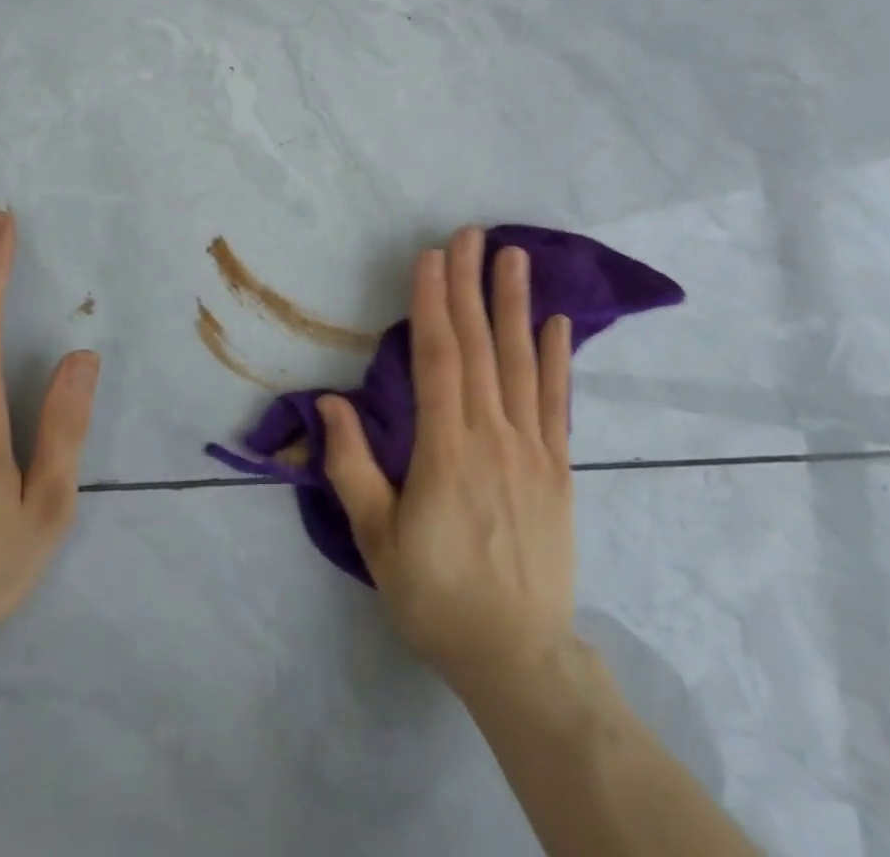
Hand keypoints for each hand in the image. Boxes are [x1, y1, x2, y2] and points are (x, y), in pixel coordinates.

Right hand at [319, 226, 575, 690]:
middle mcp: (493, 435)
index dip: (433, 303)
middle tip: (470, 234)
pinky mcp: (558, 468)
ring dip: (515, 305)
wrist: (517, 656)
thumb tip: (331, 401)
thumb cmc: (435, 597)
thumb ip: (353, 466)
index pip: (437, 357)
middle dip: (471, 285)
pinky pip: (557, 402)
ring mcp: (532, 448)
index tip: (431, 257)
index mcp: (446, 448)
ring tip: (514, 257)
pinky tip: (557, 323)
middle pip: (479, 345)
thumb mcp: (377, 540)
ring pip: (521, 361)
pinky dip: (558, 358)